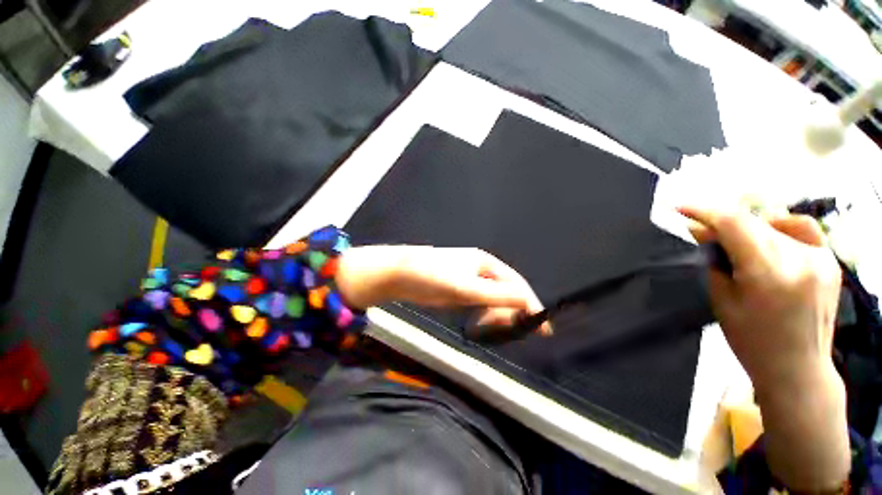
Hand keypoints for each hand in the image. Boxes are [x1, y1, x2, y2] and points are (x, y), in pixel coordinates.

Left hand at [336, 246, 549, 334]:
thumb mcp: (466, 288)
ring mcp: (470, 279)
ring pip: (493, 298)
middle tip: (505, 331)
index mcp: (486, 263)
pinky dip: (483, 313)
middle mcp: (481, 269)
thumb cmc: (433, 277)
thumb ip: (497, 295)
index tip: (541, 328)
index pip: (516, 284)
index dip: (530, 304)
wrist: (400, 275)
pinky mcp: (459, 289)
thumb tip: (528, 302)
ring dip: (496, 314)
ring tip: (487, 326)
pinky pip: (480, 302)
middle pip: (506, 291)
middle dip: (510, 311)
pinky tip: (478, 321)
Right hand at [678, 205, 840, 387]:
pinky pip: (803, 228)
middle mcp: (798, 259)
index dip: (704, 211)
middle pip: (751, 223)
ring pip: (773, 225)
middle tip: (703, 234)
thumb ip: (713, 260)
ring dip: (747, 229)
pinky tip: (771, 236)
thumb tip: (699, 231)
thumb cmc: (751, 340)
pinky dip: (781, 226)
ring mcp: (820, 258)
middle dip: (721, 224)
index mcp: (767, 273)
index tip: (680, 208)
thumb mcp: (722, 299)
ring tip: (737, 245)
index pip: (733, 224)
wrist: (798, 368)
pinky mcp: (830, 261)